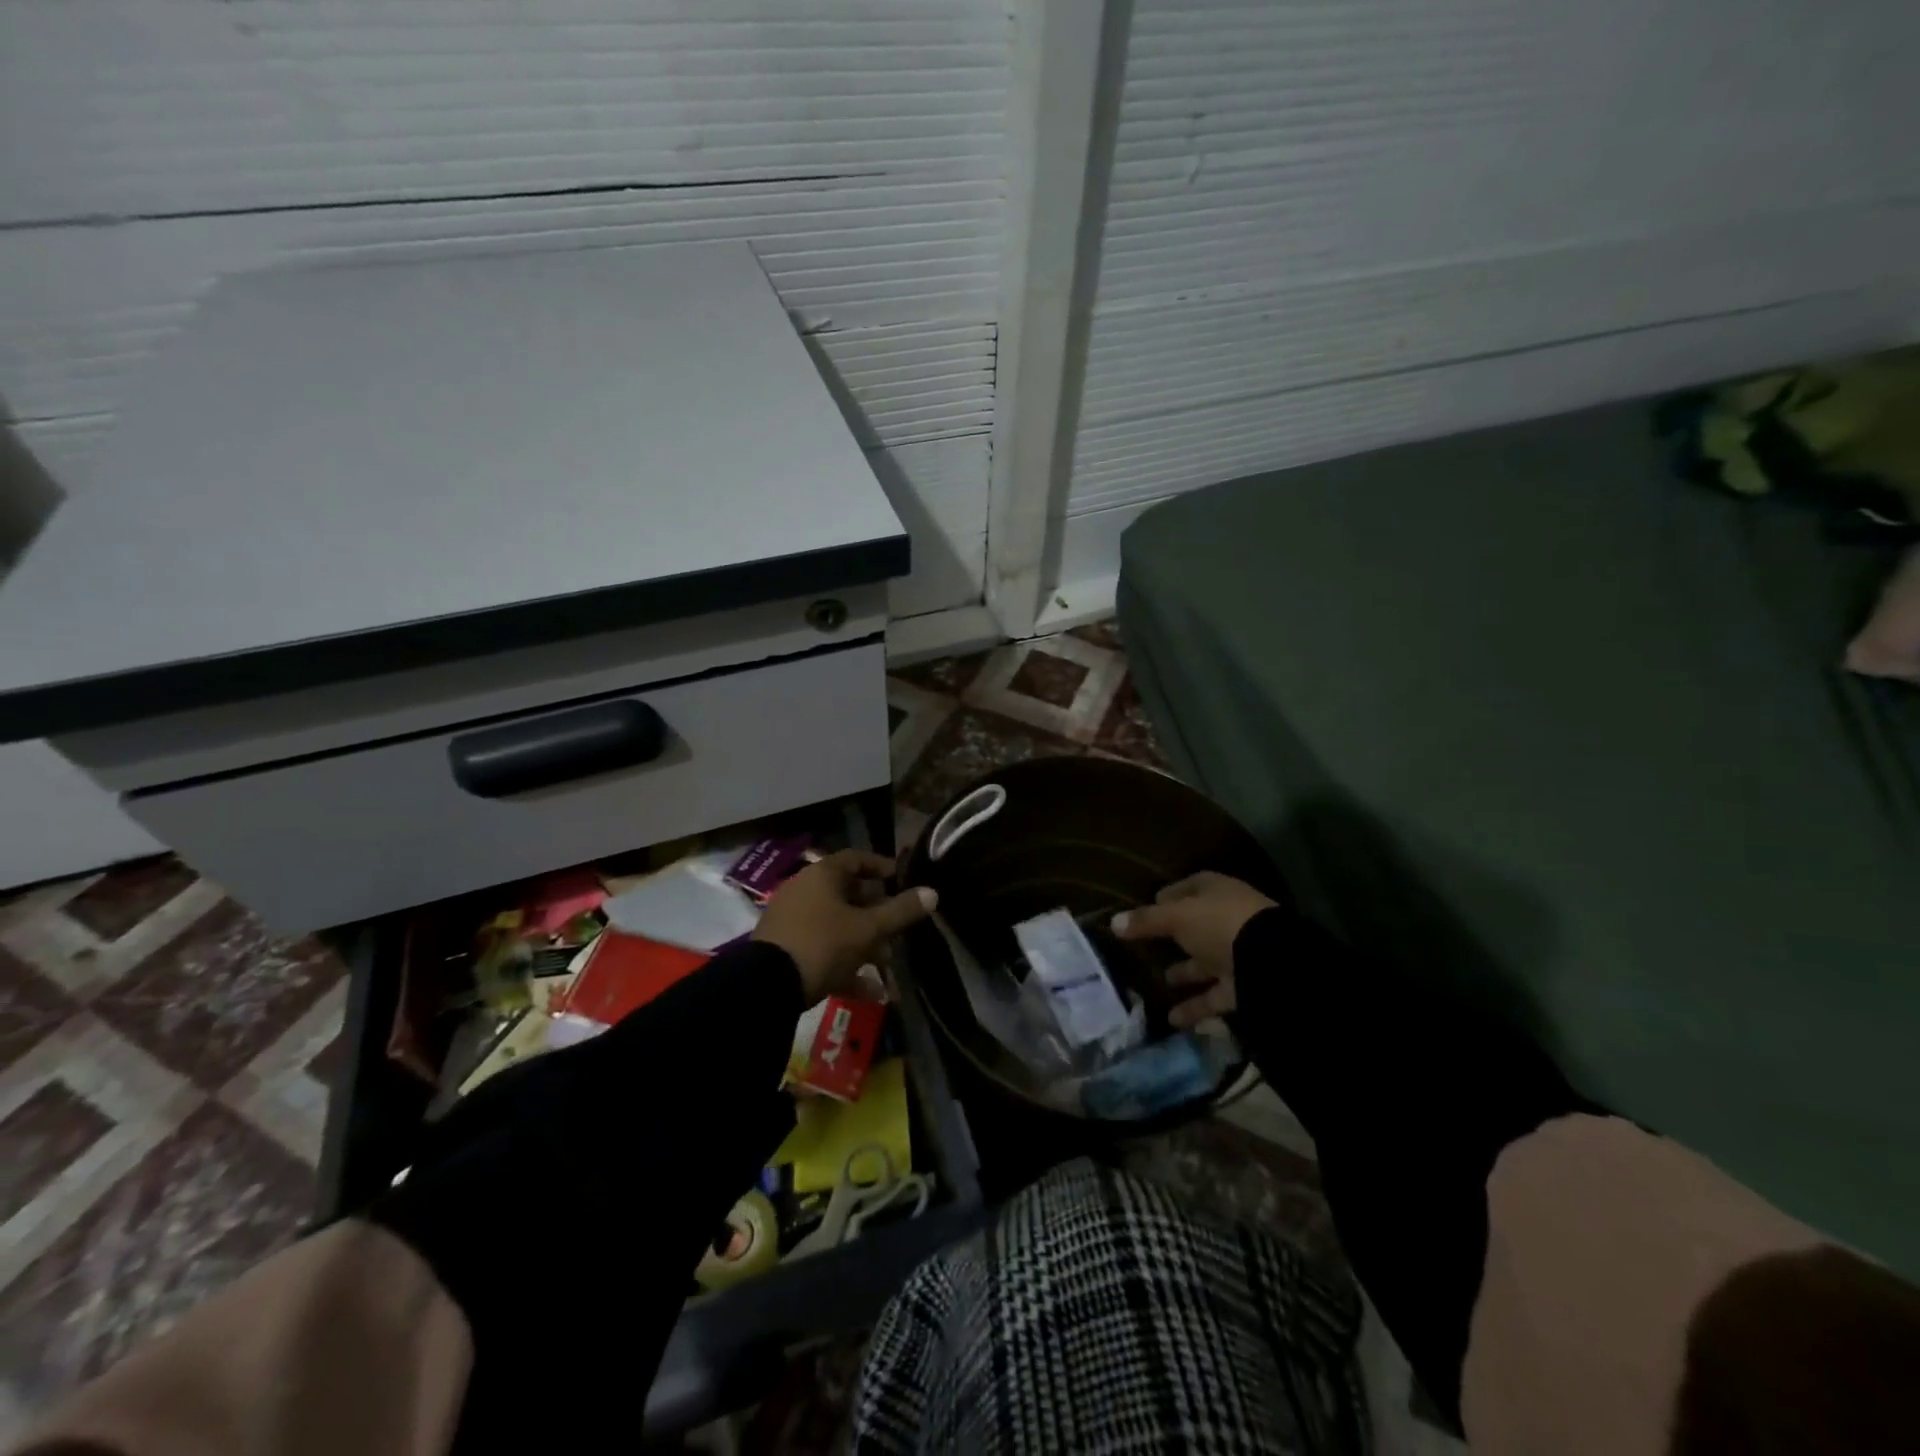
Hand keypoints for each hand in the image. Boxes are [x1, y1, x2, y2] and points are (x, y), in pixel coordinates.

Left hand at [753, 850, 936, 1002]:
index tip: (901, 879)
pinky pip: (821, 950)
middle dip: (876, 914)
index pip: (855, 859)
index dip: (880, 866)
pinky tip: (870, 992)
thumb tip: (933, 892)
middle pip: (846, 895)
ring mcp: (791, 921)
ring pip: (836, 926)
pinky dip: (844, 965)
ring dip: (863, 943)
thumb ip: (901, 911)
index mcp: (821, 875)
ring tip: (886, 963)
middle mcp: (804, 891)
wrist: (766, 986)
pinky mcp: (784, 949)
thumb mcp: (868, 929)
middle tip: (897, 929)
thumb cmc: (823, 944)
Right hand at [1110, 872, 1275, 1027]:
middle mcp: (1226, 918)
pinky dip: (1194, 1007)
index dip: (1165, 898)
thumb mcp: (1176, 917)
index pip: (1186, 889)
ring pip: (1204, 962)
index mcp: (1214, 891)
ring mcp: (1237, 952)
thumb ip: (1146, 921)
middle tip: (1144, 949)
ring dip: (1183, 973)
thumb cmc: (1218, 923)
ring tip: (1157, 983)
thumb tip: (1113, 922)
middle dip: (1172, 938)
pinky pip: (1213, 995)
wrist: (1271, 962)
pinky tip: (1171, 1018)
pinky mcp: (1243, 985)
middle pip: (1194, 926)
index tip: (1142, 913)